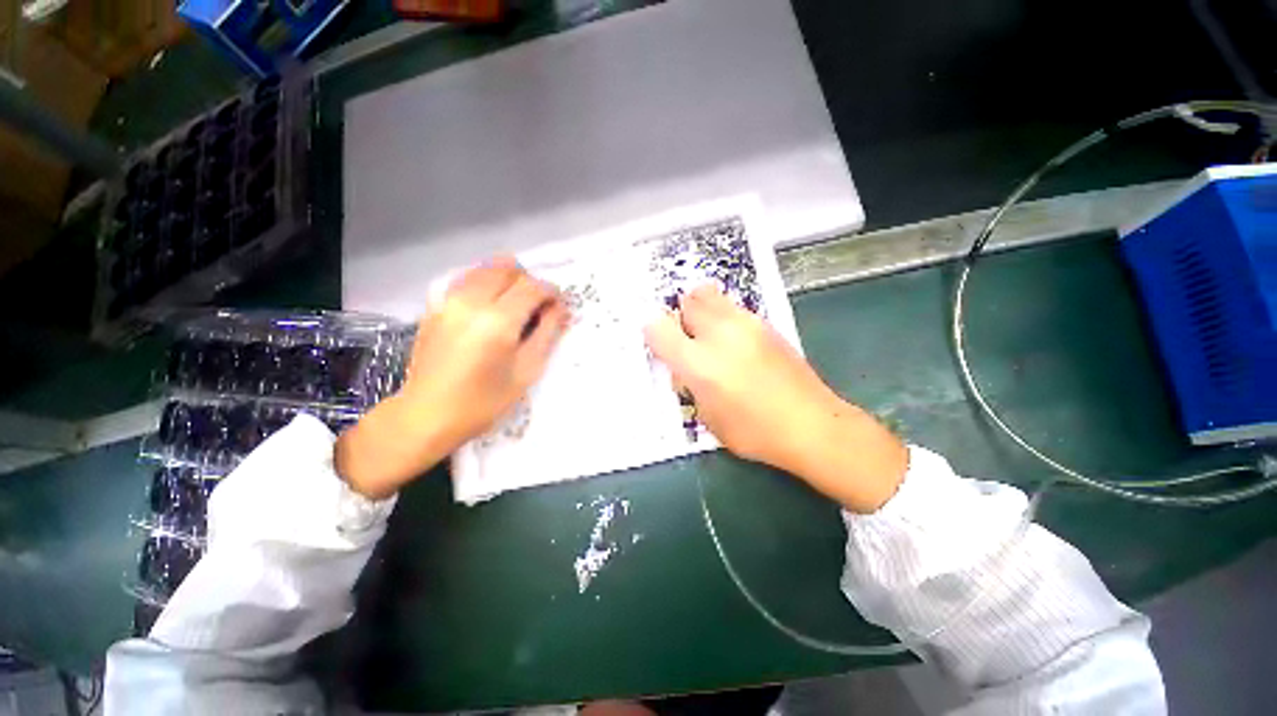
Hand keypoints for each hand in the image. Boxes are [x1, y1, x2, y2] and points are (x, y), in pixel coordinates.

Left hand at [336, 258, 569, 498]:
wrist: (426, 415)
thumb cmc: (484, 401)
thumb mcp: (526, 371)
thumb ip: (546, 333)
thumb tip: (559, 308)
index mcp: (497, 321)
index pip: (532, 287)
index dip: (551, 292)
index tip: (558, 307)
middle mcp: (471, 301)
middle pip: (508, 269)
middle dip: (530, 282)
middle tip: (537, 307)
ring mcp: (448, 300)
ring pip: (486, 268)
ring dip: (508, 279)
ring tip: (515, 304)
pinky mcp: (435, 305)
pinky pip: (467, 278)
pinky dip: (486, 283)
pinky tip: (491, 306)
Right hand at [644, 285, 907, 512]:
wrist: (813, 425)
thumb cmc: (755, 432)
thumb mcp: (709, 418)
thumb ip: (690, 385)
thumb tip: (683, 366)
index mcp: (700, 364)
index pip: (658, 329)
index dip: (651, 331)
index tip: (657, 340)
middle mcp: (720, 335)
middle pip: (687, 301)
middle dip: (680, 316)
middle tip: (685, 338)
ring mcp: (746, 324)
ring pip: (710, 295)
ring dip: (701, 310)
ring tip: (709, 336)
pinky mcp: (766, 324)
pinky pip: (733, 308)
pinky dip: (723, 316)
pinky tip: (734, 342)